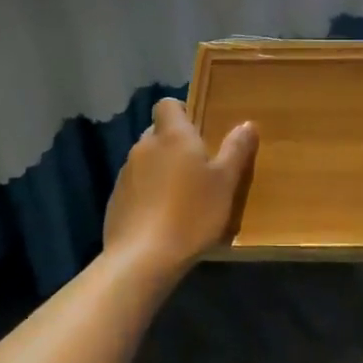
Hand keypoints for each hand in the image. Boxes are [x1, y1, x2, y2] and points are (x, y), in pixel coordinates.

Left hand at [104, 99, 257, 278]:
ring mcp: (125, 174)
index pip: (168, 104)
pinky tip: (163, 218)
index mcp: (173, 136)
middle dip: (175, 144)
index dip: (182, 111)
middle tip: (199, 167)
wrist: (142, 259)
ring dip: (161, 169)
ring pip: (146, 160)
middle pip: (158, 132)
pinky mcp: (115, 200)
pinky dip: (148, 193)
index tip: (199, 129)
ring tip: (182, 196)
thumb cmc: (192, 213)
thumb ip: (236, 150)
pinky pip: (136, 186)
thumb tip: (247, 124)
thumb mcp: (226, 182)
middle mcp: (144, 147)